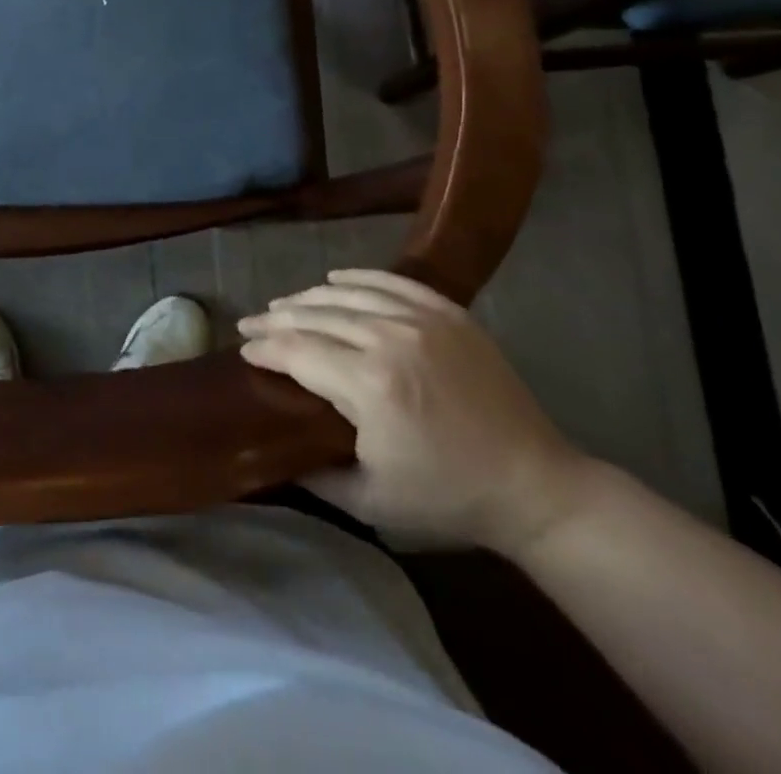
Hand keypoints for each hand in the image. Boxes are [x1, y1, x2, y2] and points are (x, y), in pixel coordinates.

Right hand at [239, 269, 593, 554]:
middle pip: (313, 316)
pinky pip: (390, 282)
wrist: (536, 488)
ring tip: (282, 305)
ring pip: (346, 294)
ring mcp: (422, 320)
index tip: (243, 351)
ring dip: (307, 298)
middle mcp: (389, 339)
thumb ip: (313, 474)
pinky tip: (333, 279)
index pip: (295, 351)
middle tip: (249, 324)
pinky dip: (356, 278)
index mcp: (368, 385)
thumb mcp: (370, 502)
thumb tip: (272, 449)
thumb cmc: (448, 499)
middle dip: (274, 319)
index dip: (263, 349)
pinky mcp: (449, 313)